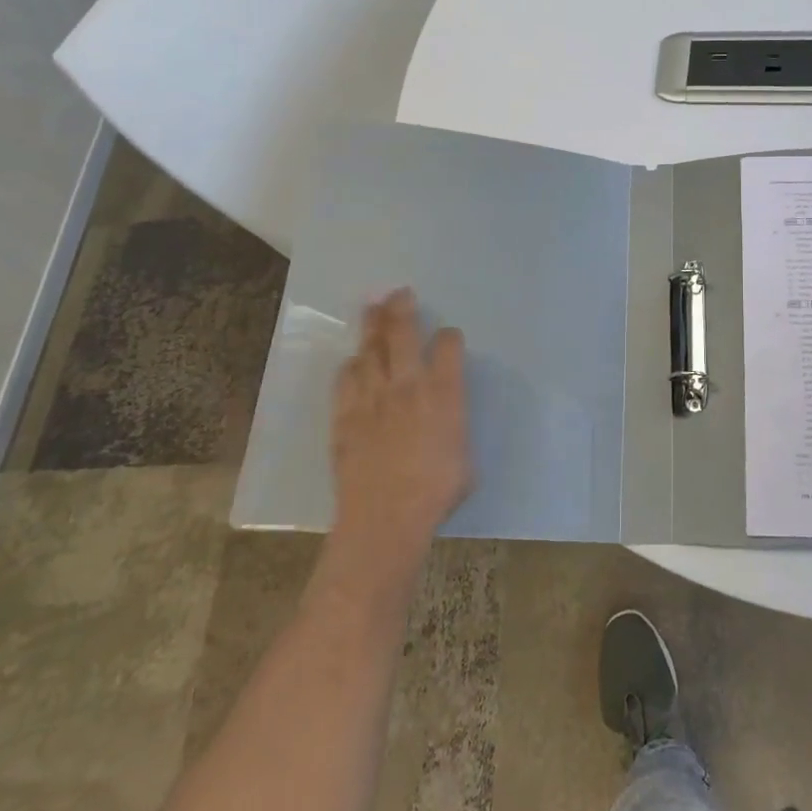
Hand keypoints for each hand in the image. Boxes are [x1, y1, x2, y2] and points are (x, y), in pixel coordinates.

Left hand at [329, 289, 471, 566]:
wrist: (386, 518)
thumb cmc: (436, 491)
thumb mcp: (465, 455)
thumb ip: (454, 425)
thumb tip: (446, 419)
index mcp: (444, 392)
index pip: (448, 346)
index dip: (449, 337)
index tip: (449, 337)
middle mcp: (408, 384)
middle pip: (403, 333)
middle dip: (401, 308)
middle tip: (398, 292)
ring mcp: (373, 397)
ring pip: (370, 349)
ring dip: (372, 326)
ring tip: (372, 308)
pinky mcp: (346, 415)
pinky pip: (346, 379)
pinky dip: (351, 365)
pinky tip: (353, 362)